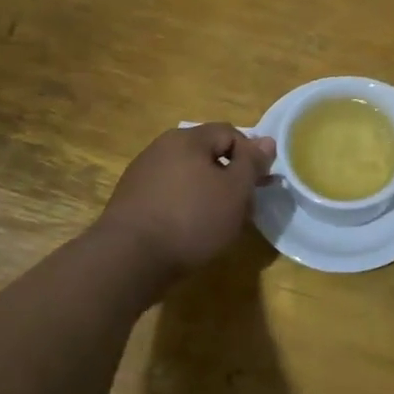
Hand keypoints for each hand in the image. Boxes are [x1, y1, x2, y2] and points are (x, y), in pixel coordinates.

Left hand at [95, 124, 275, 282]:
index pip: (230, 133)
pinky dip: (185, 208)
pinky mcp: (130, 202)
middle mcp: (161, 148)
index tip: (260, 184)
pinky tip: (190, 232)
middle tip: (244, 207)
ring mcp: (142, 175)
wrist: (126, 261)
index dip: (251, 155)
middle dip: (230, 178)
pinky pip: (169, 196)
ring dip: (208, 194)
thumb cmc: (190, 219)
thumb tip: (266, 140)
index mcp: (187, 139)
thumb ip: (252, 163)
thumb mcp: (234, 191)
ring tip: (219, 224)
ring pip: (188, 177)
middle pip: (207, 155)